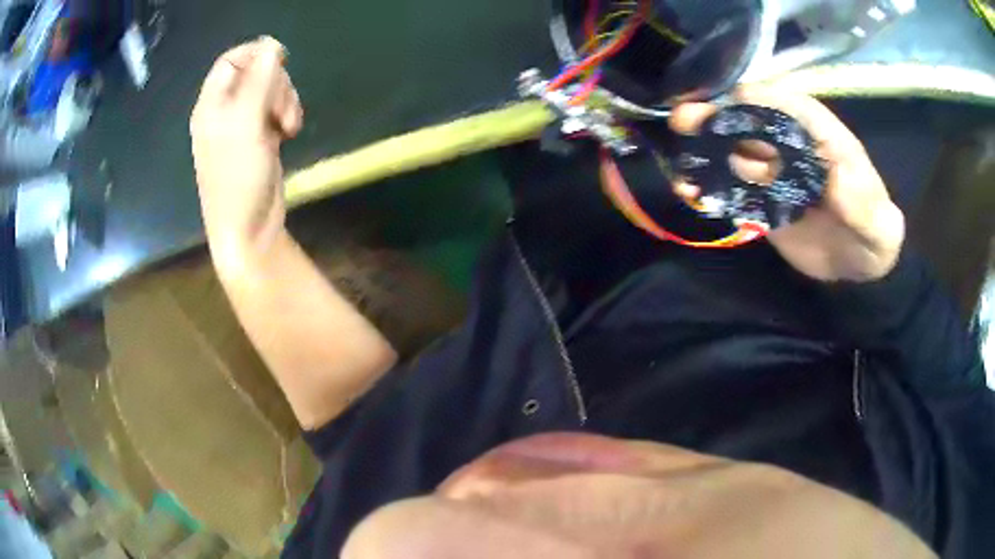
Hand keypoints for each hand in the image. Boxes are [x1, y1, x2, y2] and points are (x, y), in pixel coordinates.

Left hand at [190, 37, 303, 271]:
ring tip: (289, 126)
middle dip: (277, 84)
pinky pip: (276, 111)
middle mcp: (225, 112)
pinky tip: (289, 132)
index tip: (282, 60)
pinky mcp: (259, 138)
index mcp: (212, 106)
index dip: (255, 54)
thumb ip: (260, 81)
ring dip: (286, 101)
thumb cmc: (238, 178)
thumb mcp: (247, 125)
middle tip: (282, 109)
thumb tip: (271, 44)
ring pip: (270, 91)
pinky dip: (286, 116)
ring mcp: (242, 126)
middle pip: (255, 74)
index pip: (231, 62)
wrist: (248, 230)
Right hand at [670, 85, 904, 282]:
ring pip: (729, 150)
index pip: (772, 101)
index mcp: (811, 126)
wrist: (860, 262)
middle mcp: (784, 138)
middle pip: (743, 120)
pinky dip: (708, 187)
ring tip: (683, 168)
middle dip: (712, 120)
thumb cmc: (872, 228)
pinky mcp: (758, 196)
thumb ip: (859, 200)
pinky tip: (690, 191)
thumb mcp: (875, 219)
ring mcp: (769, 167)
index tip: (720, 116)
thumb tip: (833, 178)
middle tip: (684, 125)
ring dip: (703, 153)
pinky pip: (729, 186)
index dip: (744, 104)